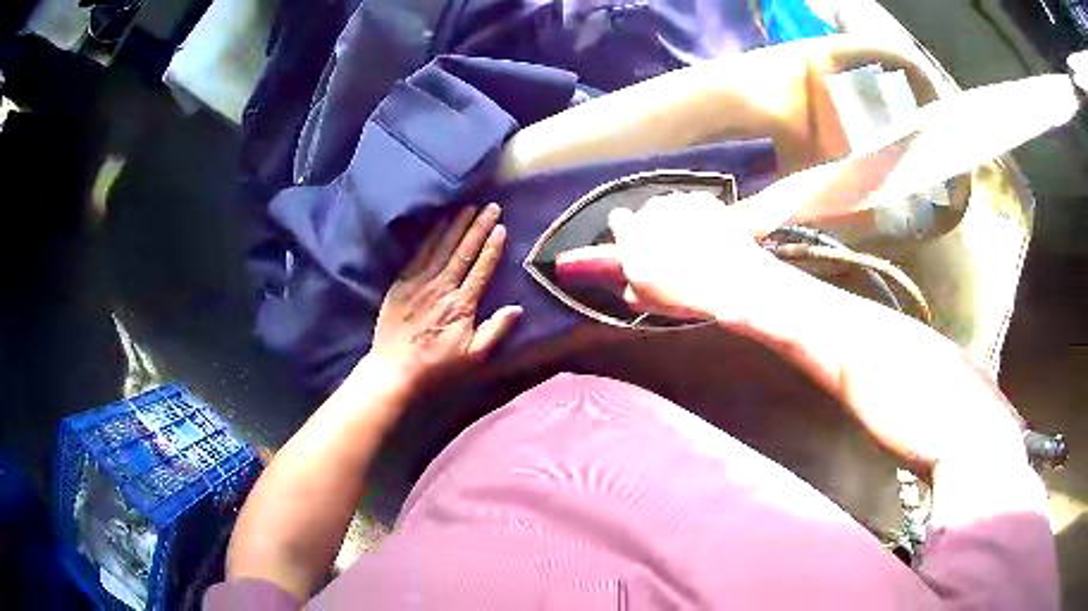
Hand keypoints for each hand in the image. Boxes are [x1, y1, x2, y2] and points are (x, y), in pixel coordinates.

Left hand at [369, 203, 521, 388]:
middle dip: (478, 227)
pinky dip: (430, 236)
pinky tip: (438, 223)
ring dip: (456, 225)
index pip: (481, 268)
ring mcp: (420, 283)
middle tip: (491, 207)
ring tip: (469, 207)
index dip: (492, 247)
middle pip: (463, 251)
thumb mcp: (473, 357)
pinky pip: (419, 253)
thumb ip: (495, 331)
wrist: (394, 371)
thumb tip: (517, 308)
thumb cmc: (437, 367)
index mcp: (462, 305)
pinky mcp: (402, 283)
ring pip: (442, 247)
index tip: (502, 227)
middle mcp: (442, 287)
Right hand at [555, 191, 793, 327]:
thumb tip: (623, 280)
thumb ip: (626, 284)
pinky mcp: (706, 200)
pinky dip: (700, 215)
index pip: (618, 219)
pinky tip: (711, 235)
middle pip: (646, 212)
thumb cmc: (684, 295)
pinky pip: (695, 204)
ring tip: (694, 244)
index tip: (637, 245)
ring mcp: (680, 201)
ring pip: (671, 206)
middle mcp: (651, 210)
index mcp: (632, 233)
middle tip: (669, 249)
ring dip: (676, 219)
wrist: (732, 282)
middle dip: (653, 226)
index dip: (628, 233)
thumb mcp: (645, 300)